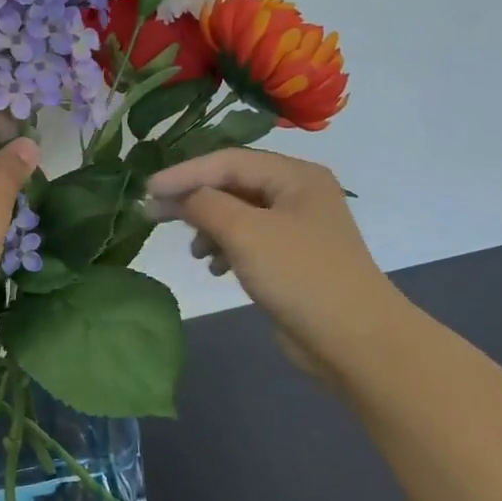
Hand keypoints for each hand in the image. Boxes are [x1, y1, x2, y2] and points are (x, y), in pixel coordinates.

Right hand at [147, 148, 397, 377]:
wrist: (355, 339)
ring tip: (194, 251)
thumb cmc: (300, 275)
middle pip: (232, 184)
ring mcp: (297, 227)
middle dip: (194, 200)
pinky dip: (226, 248)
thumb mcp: (245, 232)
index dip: (184, 173)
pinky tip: (214, 267)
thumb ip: (204, 205)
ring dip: (209, 227)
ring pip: (238, 213)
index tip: (146, 190)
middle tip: (154, 215)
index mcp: (295, 176)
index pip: (227, 161)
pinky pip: (248, 240)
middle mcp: (298, 194)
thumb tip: (175, 196)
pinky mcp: (292, 258)